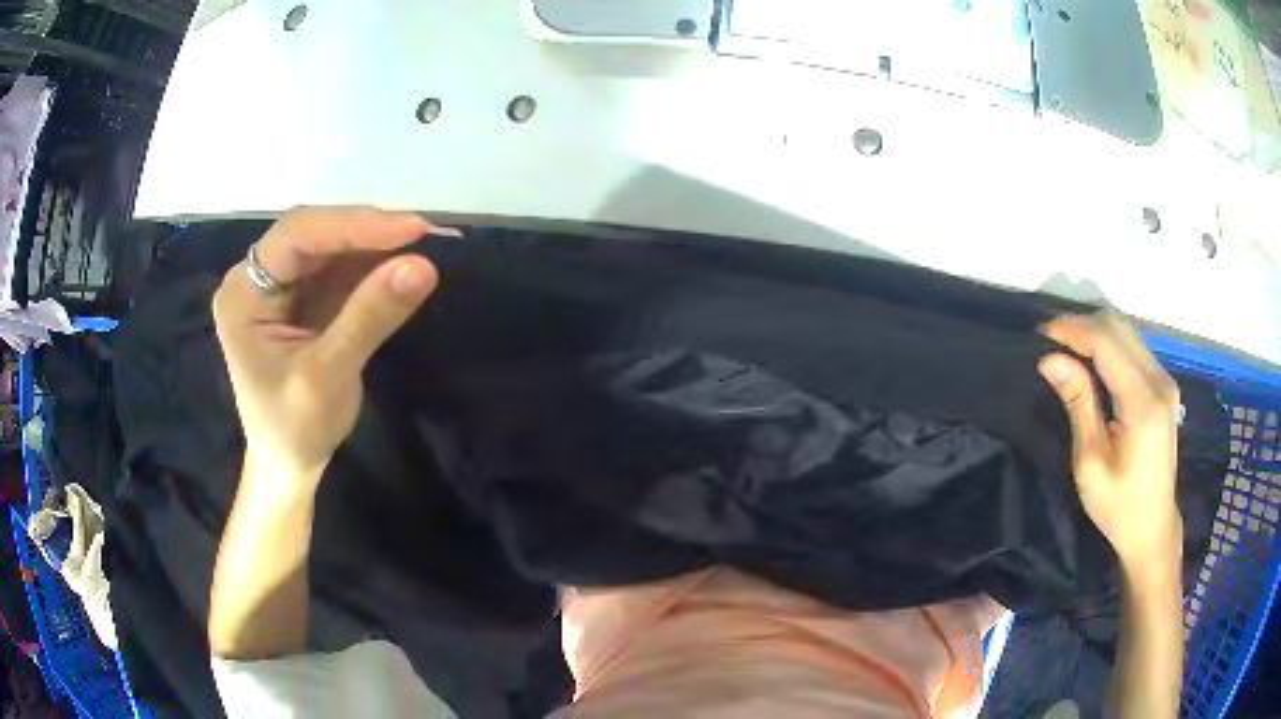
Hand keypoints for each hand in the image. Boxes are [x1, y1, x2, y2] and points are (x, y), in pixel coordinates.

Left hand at [212, 206, 455, 482]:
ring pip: (329, 246)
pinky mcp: (303, 297)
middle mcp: (256, 279)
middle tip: (422, 234)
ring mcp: (280, 286)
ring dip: (374, 245)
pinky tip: (400, 264)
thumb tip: (422, 266)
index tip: (411, 229)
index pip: (296, 236)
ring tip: (420, 246)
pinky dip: (372, 264)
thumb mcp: (329, 376)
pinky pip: (339, 268)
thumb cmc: (296, 429)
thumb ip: (369, 317)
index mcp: (243, 295)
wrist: (289, 465)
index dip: (353, 224)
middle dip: (366, 231)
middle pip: (313, 233)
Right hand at [1038, 312, 1182, 566]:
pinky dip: (1108, 345)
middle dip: (1081, 325)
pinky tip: (1091, 362)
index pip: (1107, 342)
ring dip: (1094, 332)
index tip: (1040, 334)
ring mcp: (1165, 381)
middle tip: (1049, 343)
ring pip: (1127, 331)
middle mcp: (1159, 381)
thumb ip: (1078, 404)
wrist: (1153, 528)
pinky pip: (1134, 347)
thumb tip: (1050, 360)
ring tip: (1065, 350)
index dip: (1072, 329)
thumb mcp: (1090, 463)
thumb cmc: (1118, 506)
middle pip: (1119, 326)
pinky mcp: (1163, 386)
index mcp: (1143, 403)